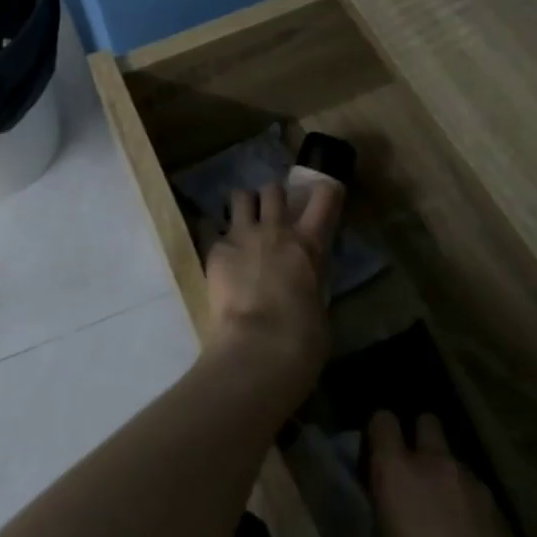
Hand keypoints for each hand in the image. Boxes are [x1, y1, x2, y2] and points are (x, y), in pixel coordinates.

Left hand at [202, 180, 341, 393]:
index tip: (320, 194)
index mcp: (309, 244)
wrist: (260, 346)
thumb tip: (300, 282)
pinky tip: (219, 254)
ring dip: (244, 206)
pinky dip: (216, 237)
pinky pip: (212, 229)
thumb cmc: (302, 336)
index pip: (324, 196)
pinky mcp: (215, 250)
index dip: (323, 191)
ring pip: (240, 197)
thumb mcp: (317, 303)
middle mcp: (276, 230)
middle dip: (272, 197)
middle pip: (273, 190)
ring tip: (242, 223)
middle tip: (271, 214)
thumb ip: (309, 280)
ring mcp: (242, 236)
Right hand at [368, 412, 536, 536]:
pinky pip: (477, 494)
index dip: (377, 435)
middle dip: (417, 440)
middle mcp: (437, 466)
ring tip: (438, 517)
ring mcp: (476, 488)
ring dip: (443, 476)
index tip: (371, 458)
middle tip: (407, 477)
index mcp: (396, 471)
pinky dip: (467, 506)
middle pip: (427, 423)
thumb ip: (364, 529)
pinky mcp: (506, 515)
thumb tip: (361, 520)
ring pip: (454, 461)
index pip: (383, 420)